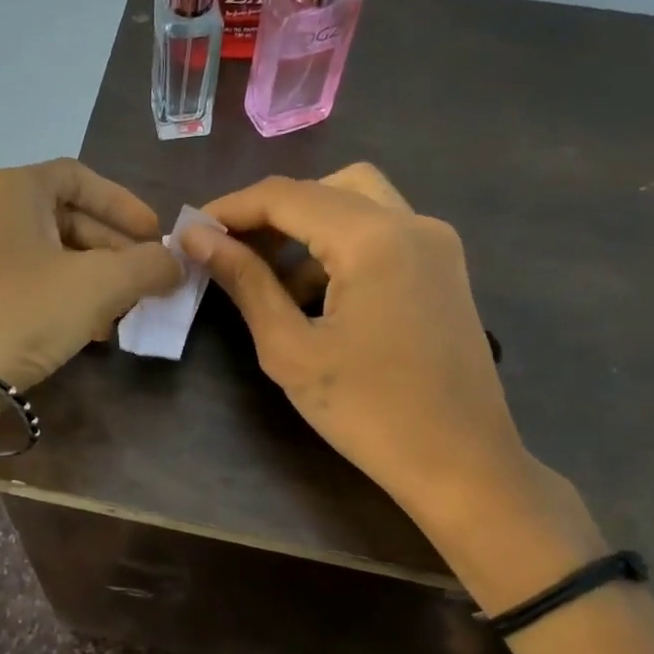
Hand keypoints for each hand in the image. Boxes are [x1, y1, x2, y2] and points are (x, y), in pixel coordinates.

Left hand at [0, 159, 181, 388]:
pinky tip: (80, 330)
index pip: (79, 176)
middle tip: (143, 280)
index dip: (124, 204)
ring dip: (88, 278)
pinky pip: (19, 282)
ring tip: (117, 312)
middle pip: (63, 217)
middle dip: (111, 249)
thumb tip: (175, 262)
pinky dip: (56, 296)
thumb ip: (147, 266)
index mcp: (12, 190)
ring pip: (43, 254)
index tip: (155, 237)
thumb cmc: (21, 313)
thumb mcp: (98, 285)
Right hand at [181, 167, 602, 604]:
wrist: (462, 465)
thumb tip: (197, 237)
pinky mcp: (443, 268)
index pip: (286, 196)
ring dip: (306, 229)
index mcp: (374, 238)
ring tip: (268, 281)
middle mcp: (412, 222)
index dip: (231, 209)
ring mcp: (436, 243)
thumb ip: (244, 282)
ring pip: (357, 204)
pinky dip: (339, 247)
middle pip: (325, 188)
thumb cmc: (368, 413)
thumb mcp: (290, 349)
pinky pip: (381, 233)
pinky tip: (316, 298)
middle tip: (230, 251)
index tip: (191, 233)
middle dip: (271, 213)